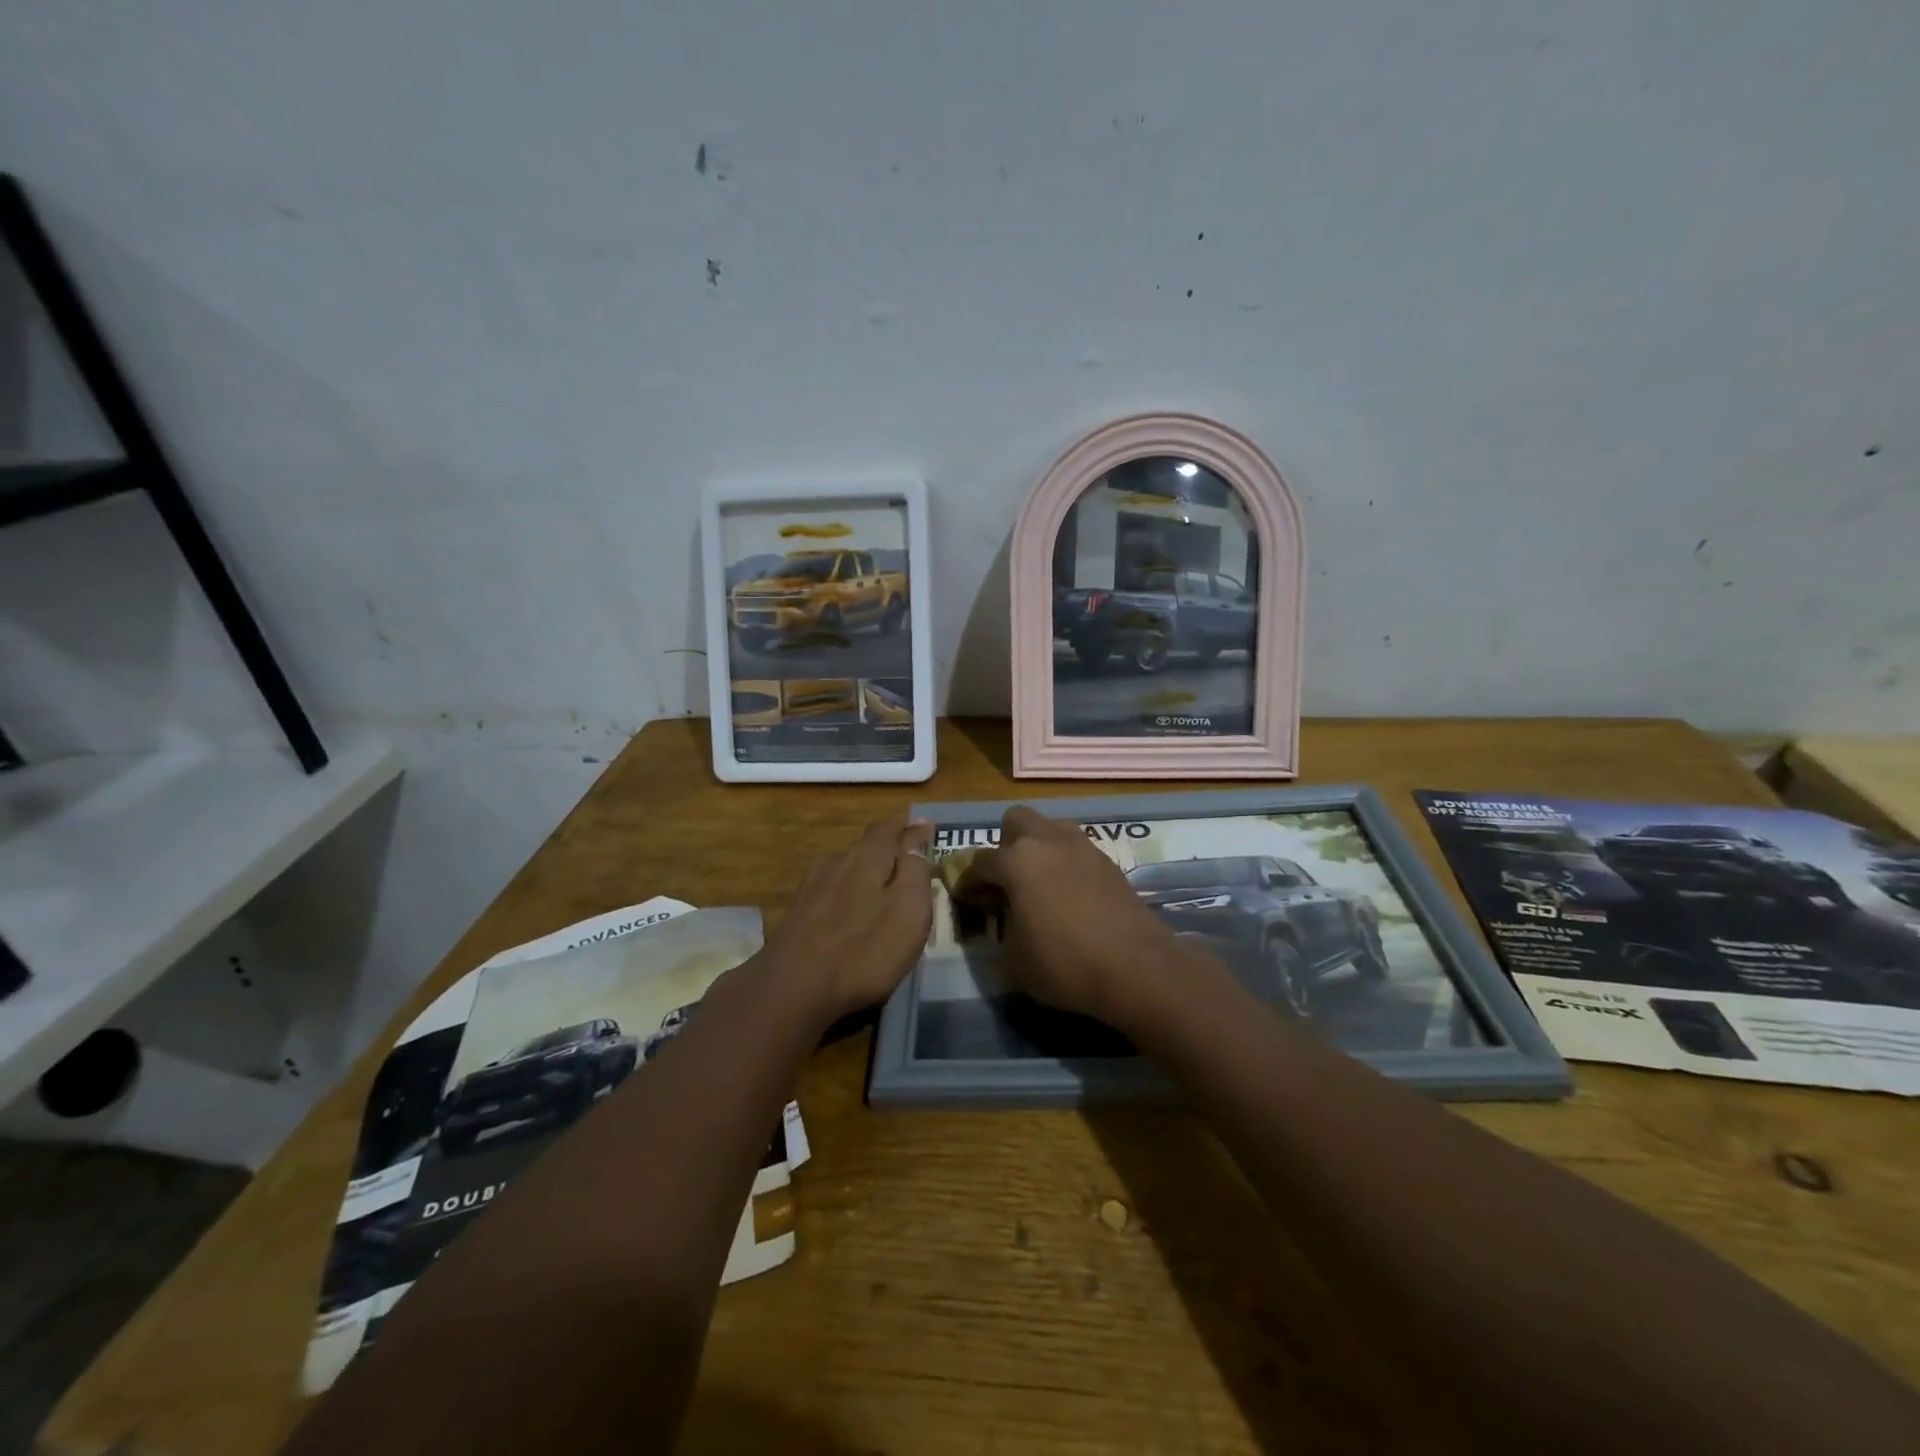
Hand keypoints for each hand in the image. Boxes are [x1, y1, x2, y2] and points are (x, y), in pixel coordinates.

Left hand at [761, 815, 934, 1022]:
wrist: (792, 988)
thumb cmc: (864, 950)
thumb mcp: (908, 910)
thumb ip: (915, 872)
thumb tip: (915, 842)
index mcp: (867, 856)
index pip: (891, 828)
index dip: (911, 828)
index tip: (926, 828)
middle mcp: (837, 861)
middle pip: (867, 846)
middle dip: (889, 850)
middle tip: (908, 861)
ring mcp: (812, 886)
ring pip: (846, 868)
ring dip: (866, 873)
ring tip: (881, 888)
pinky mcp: (797, 912)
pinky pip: (831, 892)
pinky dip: (847, 895)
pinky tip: (850, 912)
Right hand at [957, 805, 1208, 1027]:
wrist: (1136, 968)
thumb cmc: (1064, 964)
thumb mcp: (1012, 962)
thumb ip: (998, 934)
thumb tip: (1003, 925)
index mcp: (1017, 861)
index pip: (980, 862)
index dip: (968, 881)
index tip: (967, 899)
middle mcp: (1048, 842)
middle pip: (1015, 821)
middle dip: (1004, 845)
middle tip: (1006, 880)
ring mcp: (1082, 847)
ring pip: (1050, 828)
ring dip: (1038, 848)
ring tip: (1039, 884)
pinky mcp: (1109, 861)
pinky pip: (1075, 849)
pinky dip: (1065, 863)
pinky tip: (1069, 895)